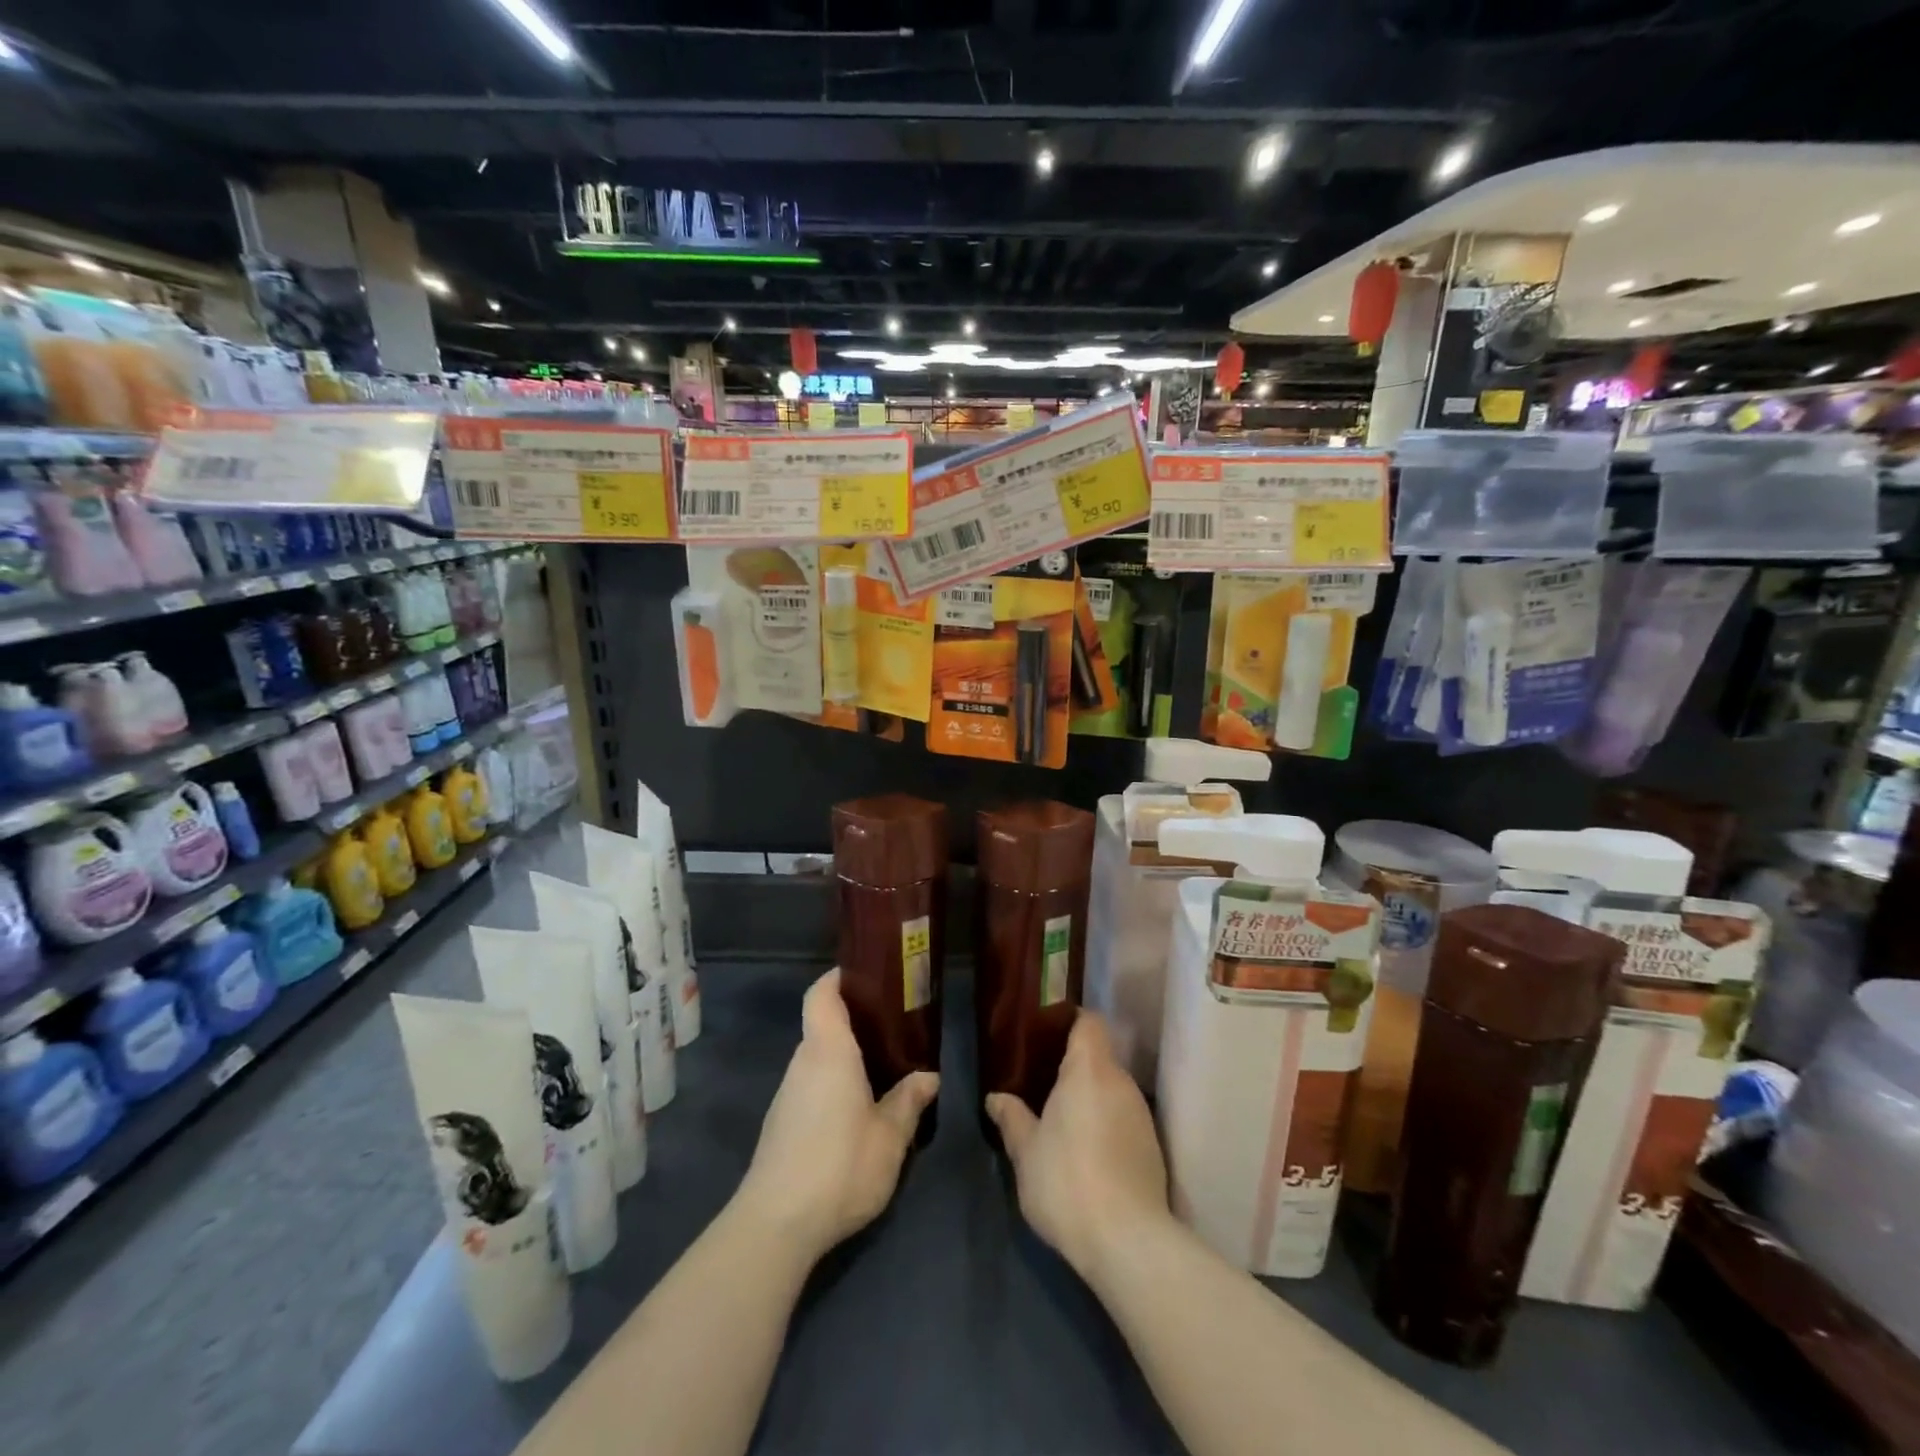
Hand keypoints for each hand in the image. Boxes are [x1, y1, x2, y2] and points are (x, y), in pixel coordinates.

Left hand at [735, 969, 938, 1263]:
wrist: (776, 1225)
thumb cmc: (840, 1166)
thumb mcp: (889, 1137)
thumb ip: (908, 1102)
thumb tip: (928, 1076)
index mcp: (829, 1051)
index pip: (821, 994)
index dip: (837, 978)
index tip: (864, 973)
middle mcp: (803, 1063)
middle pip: (822, 1025)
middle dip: (854, 1020)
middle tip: (893, 1025)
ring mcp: (787, 1094)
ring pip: (817, 1058)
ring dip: (845, 1056)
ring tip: (884, 1066)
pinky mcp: (781, 1123)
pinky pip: (811, 1084)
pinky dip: (834, 1082)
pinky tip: (858, 1108)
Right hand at [986, 1012, 1171, 1282]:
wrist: (1127, 1242)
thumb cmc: (1067, 1181)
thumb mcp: (1026, 1151)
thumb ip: (1012, 1118)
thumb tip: (996, 1097)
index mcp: (1089, 1069)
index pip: (1088, 1022)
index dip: (1069, 1022)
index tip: (1046, 1035)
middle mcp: (1121, 1082)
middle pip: (1099, 1057)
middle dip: (1074, 1067)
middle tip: (1043, 1084)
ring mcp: (1141, 1114)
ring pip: (1112, 1090)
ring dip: (1090, 1099)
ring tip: (1062, 1122)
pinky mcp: (1152, 1147)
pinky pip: (1124, 1118)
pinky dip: (1106, 1124)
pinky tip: (1088, 1153)